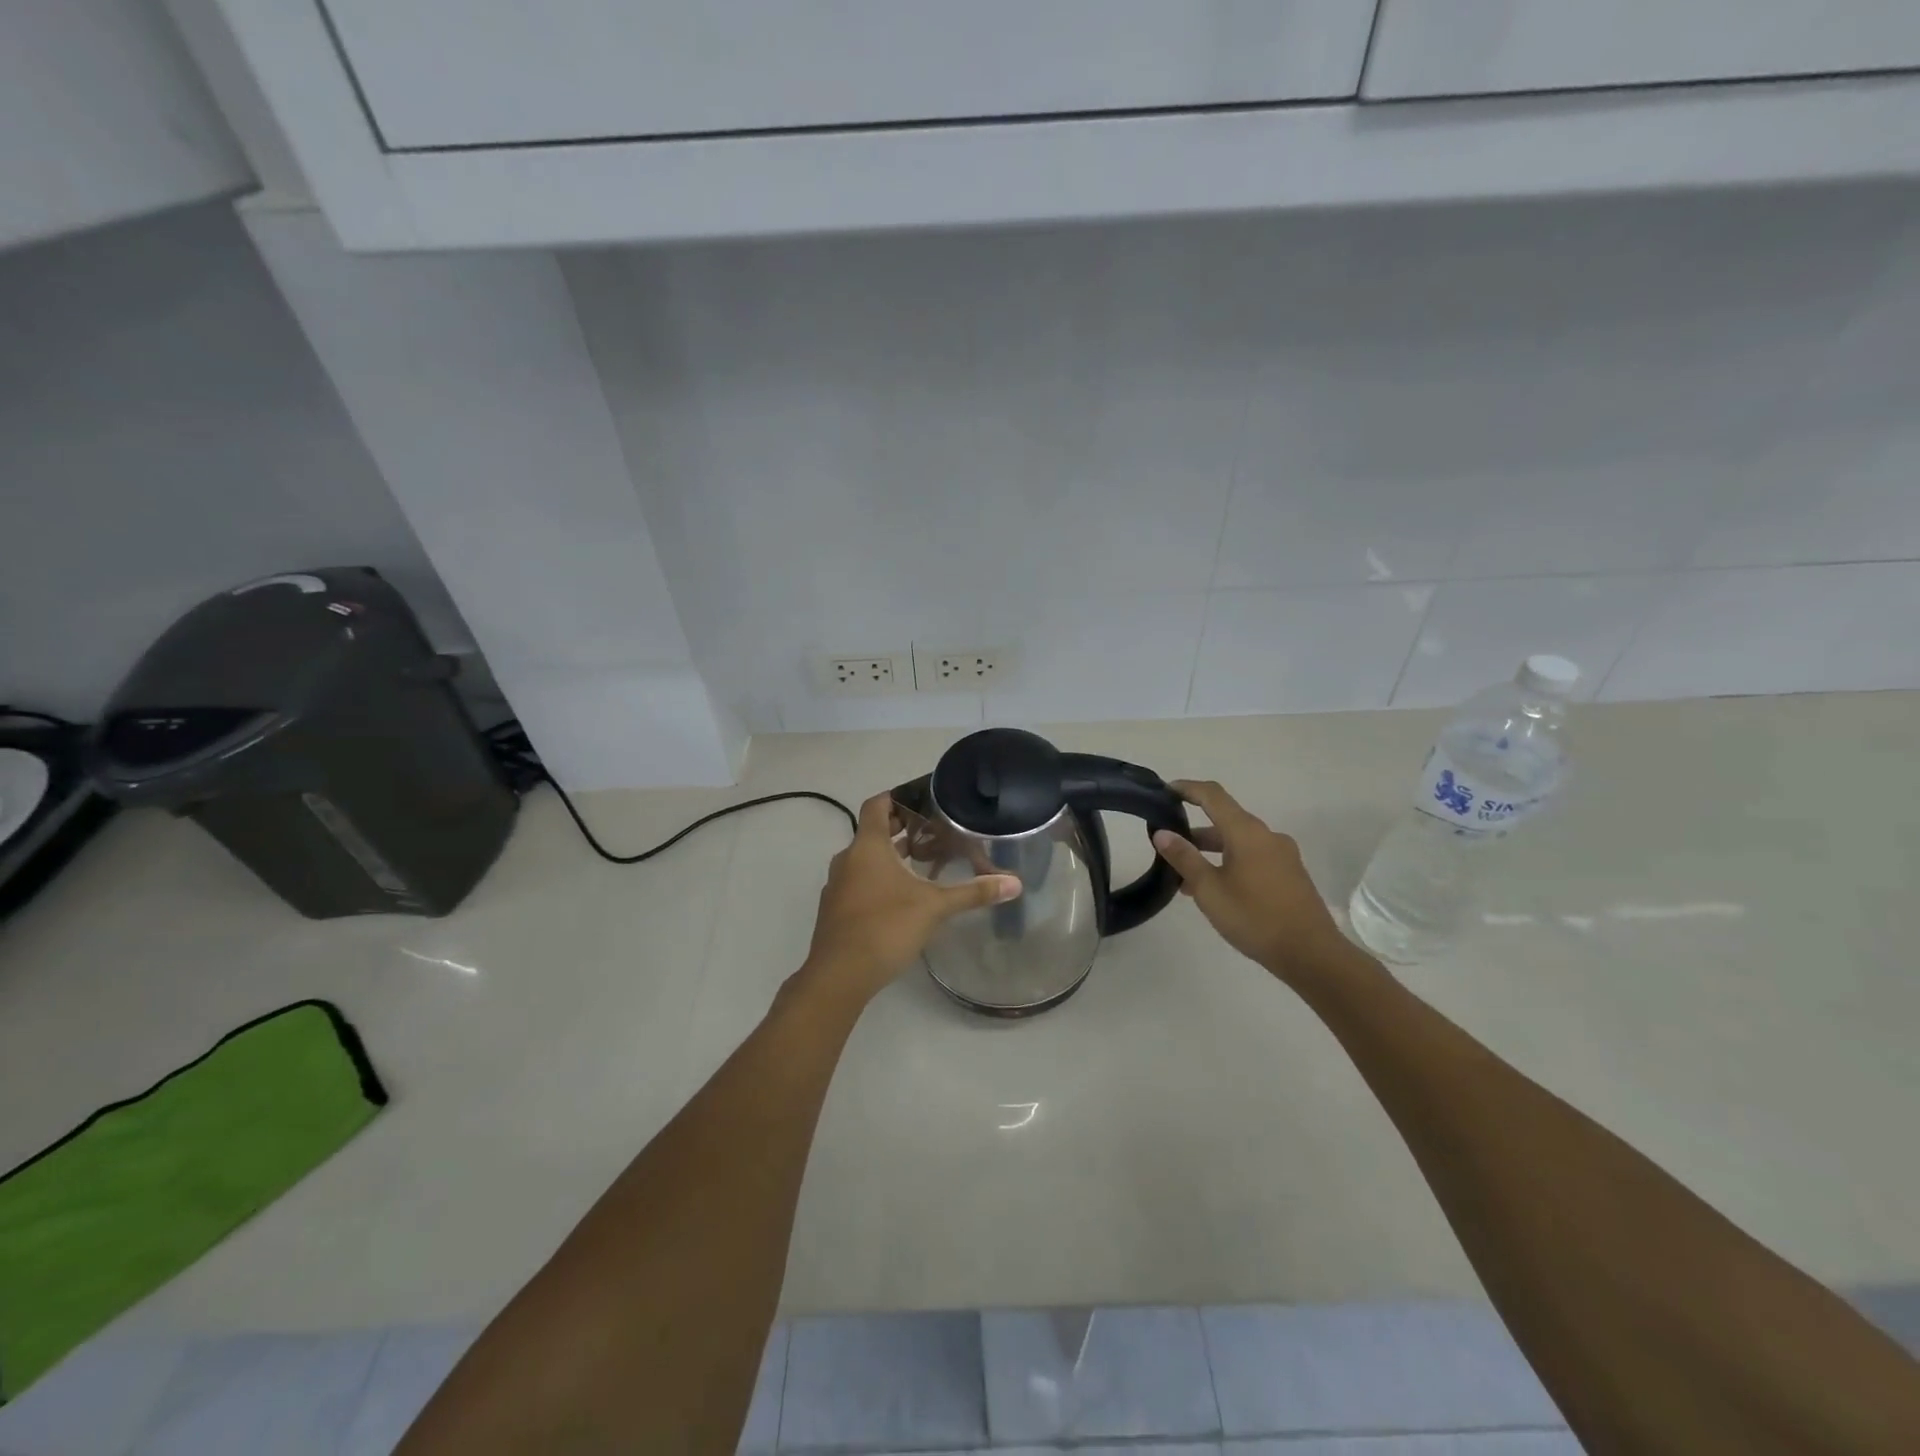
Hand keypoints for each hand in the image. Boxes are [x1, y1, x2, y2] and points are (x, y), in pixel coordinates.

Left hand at [800, 791, 1020, 1006]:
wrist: (839, 975)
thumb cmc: (886, 927)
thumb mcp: (934, 907)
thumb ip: (973, 892)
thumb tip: (1015, 883)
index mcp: (867, 846)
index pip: (877, 805)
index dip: (897, 796)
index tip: (921, 798)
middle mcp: (847, 859)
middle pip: (873, 832)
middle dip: (902, 829)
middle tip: (933, 831)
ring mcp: (837, 885)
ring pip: (866, 859)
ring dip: (891, 856)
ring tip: (923, 862)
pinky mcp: (836, 910)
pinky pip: (859, 881)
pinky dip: (879, 879)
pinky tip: (903, 897)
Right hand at [1152, 779, 1355, 984]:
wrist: (1311, 955)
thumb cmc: (1255, 918)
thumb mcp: (1209, 889)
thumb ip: (1184, 858)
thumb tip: (1162, 833)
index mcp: (1247, 832)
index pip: (1213, 796)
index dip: (1188, 789)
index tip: (1165, 791)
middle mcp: (1267, 835)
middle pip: (1225, 820)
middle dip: (1195, 830)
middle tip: (1168, 846)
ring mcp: (1282, 855)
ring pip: (1238, 842)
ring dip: (1211, 851)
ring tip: (1185, 877)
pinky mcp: (1290, 874)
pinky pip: (1253, 857)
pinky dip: (1229, 862)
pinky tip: (1216, 889)